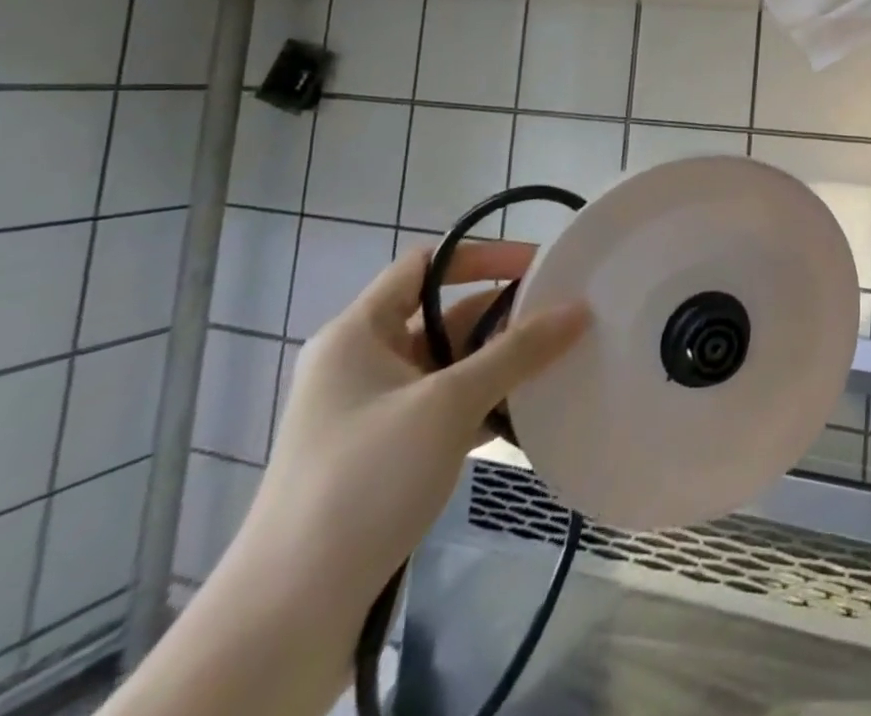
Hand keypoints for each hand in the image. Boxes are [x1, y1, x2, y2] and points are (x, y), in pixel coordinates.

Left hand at [232, 243, 588, 610]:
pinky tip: (530, 411)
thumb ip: (517, 351)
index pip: (426, 265)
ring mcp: (375, 411)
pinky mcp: (388, 453)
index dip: (483, 256)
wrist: (290, 614)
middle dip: (504, 313)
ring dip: (501, 361)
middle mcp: (363, 362)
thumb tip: (580, 308)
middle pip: (445, 314)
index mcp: (358, 333)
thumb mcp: (448, 404)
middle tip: (564, 314)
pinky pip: (448, 407)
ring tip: (561, 358)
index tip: (539, 264)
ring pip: (451, 364)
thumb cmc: (365, 480)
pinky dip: (487, 402)